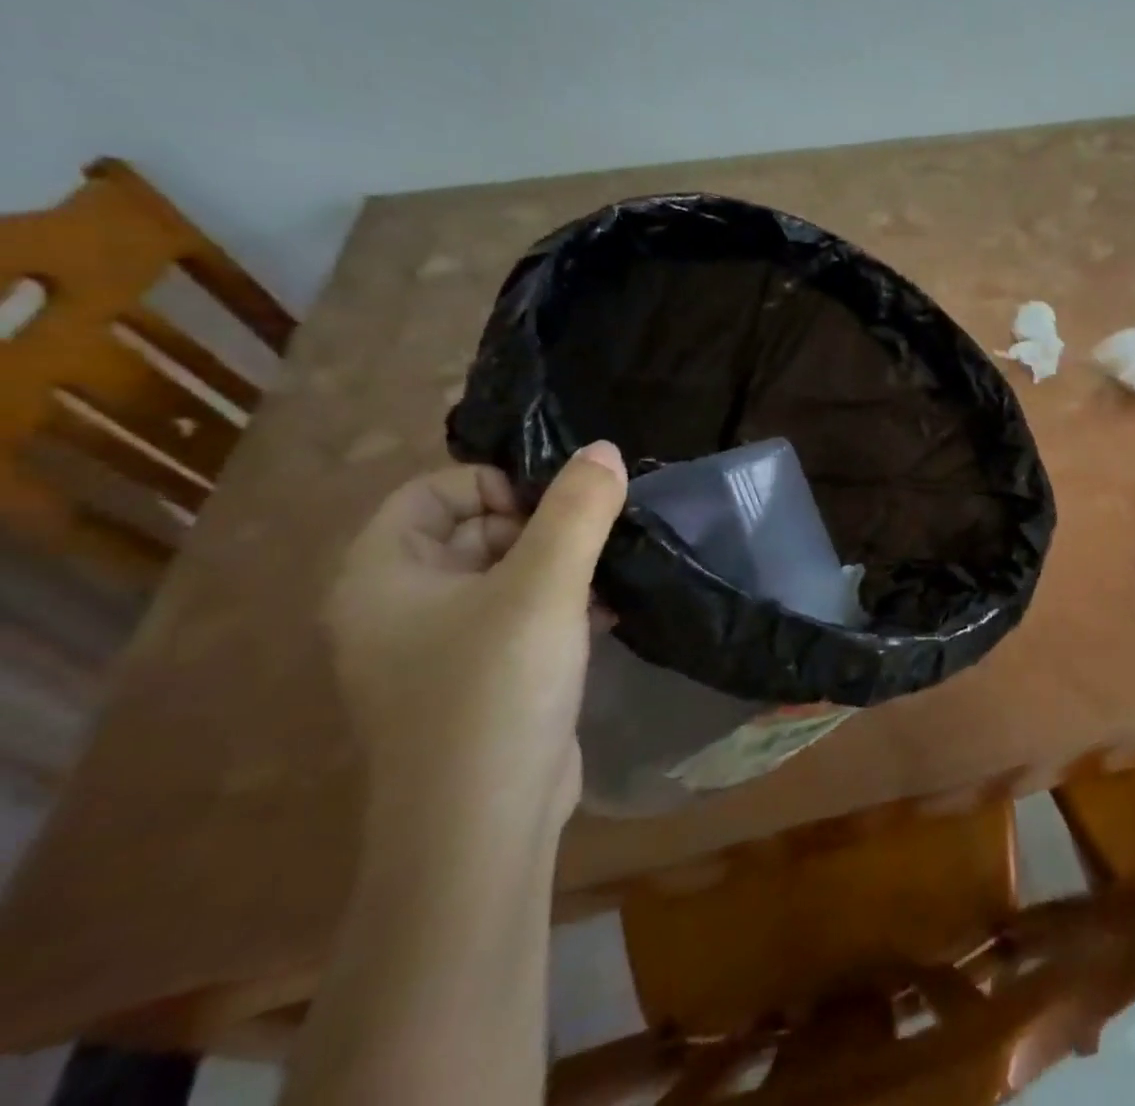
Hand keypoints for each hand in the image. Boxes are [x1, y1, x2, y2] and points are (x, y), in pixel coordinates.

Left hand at [320, 442, 627, 834]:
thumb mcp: (545, 585)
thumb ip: (578, 508)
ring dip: (561, 564)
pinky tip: (607, 611)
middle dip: (542, 525)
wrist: (483, 829)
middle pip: (475, 527)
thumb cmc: (496, 689)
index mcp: (382, 574)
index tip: (562, 505)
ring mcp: (438, 647)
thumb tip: (605, 448)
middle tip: (597, 538)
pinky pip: (519, 614)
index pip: (436, 490)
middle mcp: (398, 605)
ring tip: (610, 572)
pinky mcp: (479, 677)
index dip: (500, 483)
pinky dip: (561, 602)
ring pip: (506, 571)